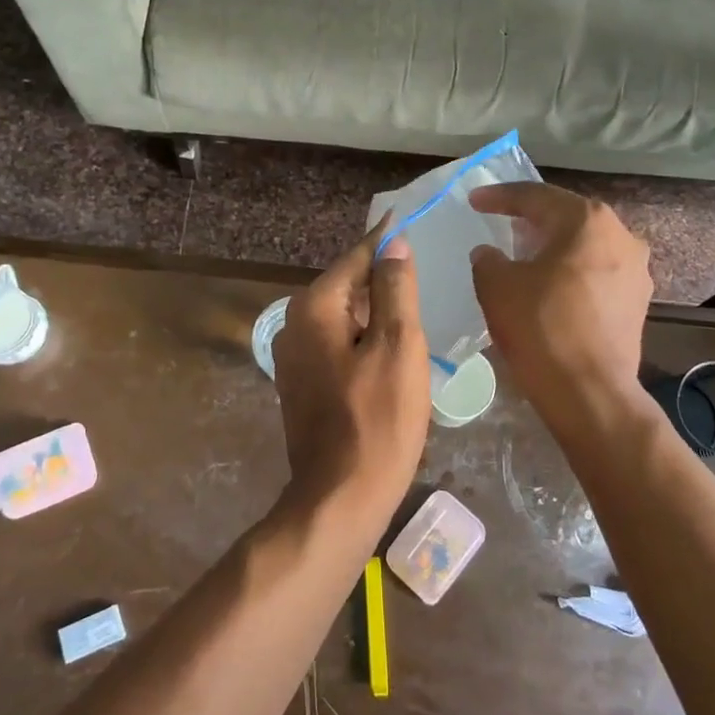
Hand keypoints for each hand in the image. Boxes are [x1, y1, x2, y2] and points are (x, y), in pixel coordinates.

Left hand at [273, 222, 431, 517]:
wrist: (341, 496)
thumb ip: (395, 289)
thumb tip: (393, 244)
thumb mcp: (399, 347)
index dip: (385, 240)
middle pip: (346, 286)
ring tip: (412, 301)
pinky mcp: (302, 383)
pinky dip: (363, 336)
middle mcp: (294, 324)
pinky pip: (337, 343)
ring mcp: (294, 357)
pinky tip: (390, 346)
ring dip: (375, 309)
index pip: (356, 258)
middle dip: (381, 276)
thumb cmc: (378, 420)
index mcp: (314, 308)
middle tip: (420, 265)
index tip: (406, 218)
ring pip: (343, 316)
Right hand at [469, 182, 653, 436]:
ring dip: (554, 247)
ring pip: (585, 246)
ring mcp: (636, 271)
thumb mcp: (497, 286)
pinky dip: (571, 273)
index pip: (536, 197)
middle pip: (567, 217)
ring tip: (525, 255)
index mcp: (587, 221)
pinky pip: (597, 274)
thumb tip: (489, 253)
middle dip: (532, 219)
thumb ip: (488, 259)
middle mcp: (621, 236)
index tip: (474, 201)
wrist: (589, 392)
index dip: (500, 197)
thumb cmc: (541, 328)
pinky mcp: (637, 303)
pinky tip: (550, 287)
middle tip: (501, 222)